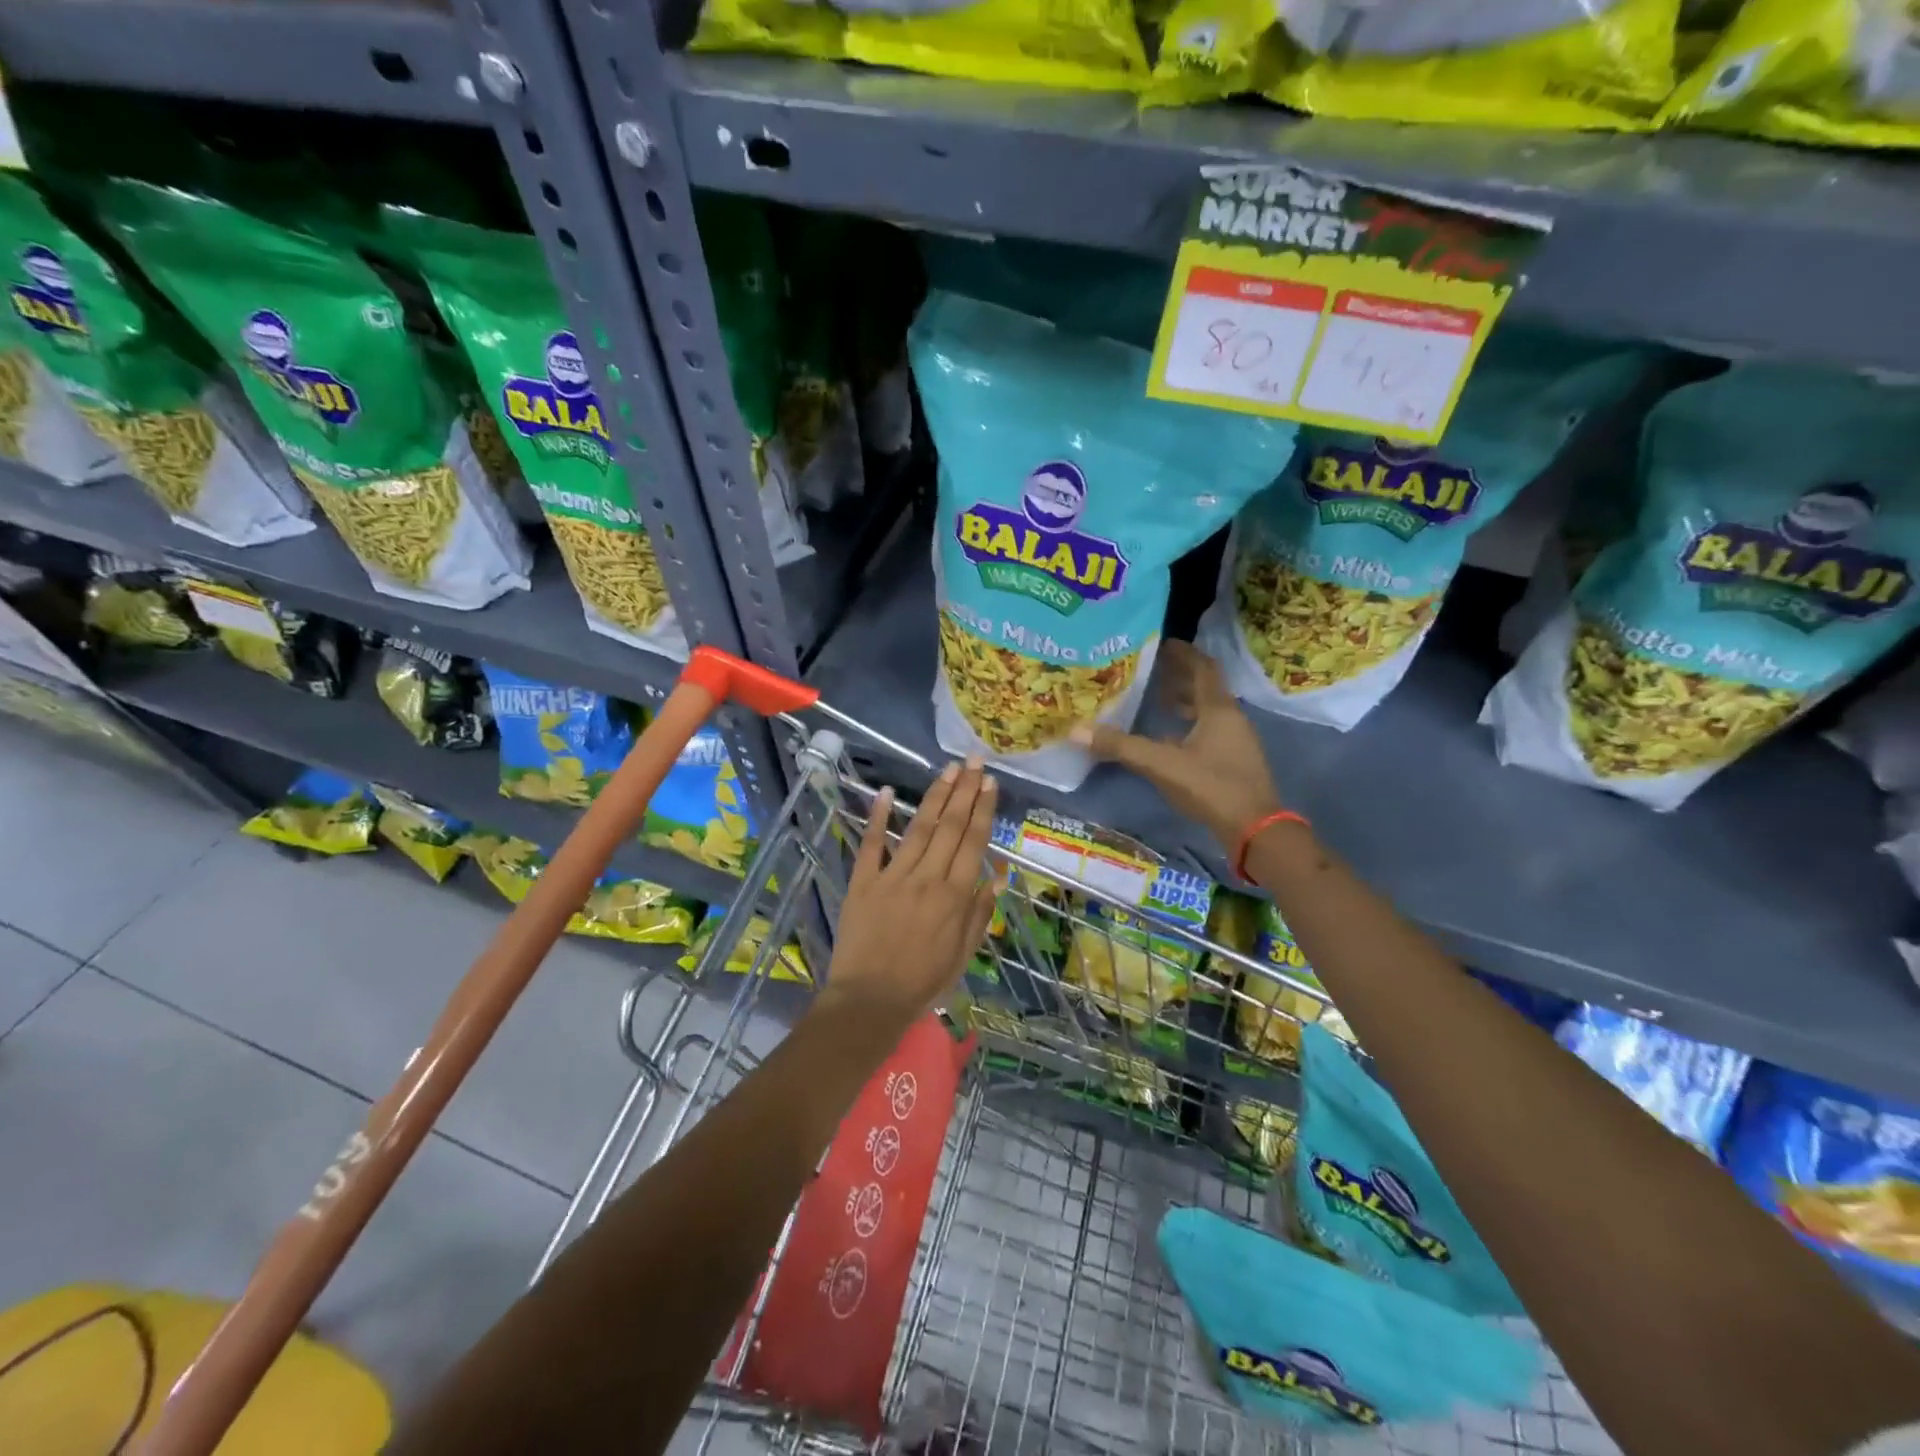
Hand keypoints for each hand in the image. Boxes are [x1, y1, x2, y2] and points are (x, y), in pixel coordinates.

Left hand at [819, 758, 1002, 1031]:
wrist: (870, 1001)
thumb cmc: (922, 982)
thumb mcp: (963, 955)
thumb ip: (980, 914)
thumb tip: (999, 876)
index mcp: (955, 896)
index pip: (973, 842)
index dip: (983, 810)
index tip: (990, 783)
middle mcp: (927, 878)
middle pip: (950, 826)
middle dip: (964, 791)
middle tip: (974, 761)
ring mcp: (893, 876)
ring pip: (918, 828)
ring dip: (935, 796)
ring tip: (948, 770)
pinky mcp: (863, 882)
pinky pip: (871, 844)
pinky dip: (876, 817)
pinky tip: (884, 791)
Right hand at [1070, 640, 1281, 853]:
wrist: (1255, 829)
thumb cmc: (1210, 786)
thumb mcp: (1161, 764)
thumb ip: (1120, 746)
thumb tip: (1075, 730)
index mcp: (1218, 709)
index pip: (1202, 667)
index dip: (1183, 653)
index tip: (1161, 644)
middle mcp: (1231, 718)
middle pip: (1205, 688)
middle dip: (1179, 677)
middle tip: (1150, 671)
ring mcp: (1236, 741)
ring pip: (1208, 711)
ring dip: (1185, 703)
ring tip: (1157, 701)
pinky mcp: (1235, 762)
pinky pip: (1209, 732)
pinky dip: (1189, 727)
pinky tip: (1168, 740)